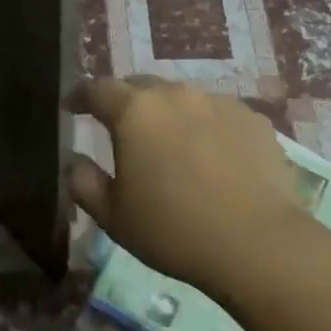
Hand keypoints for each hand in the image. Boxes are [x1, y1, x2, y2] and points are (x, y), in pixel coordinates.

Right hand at [67, 77, 315, 299]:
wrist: (258, 243)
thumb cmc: (173, 230)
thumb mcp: (113, 216)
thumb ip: (84, 182)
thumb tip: (75, 160)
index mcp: (134, 112)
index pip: (97, 89)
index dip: (81, 96)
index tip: (73, 107)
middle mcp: (176, 94)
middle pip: (142, 86)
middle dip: (126, 102)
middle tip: (122, 129)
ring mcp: (220, 102)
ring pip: (183, 99)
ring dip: (170, 115)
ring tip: (172, 146)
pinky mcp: (254, 119)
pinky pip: (219, 115)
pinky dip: (207, 128)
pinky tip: (213, 159)